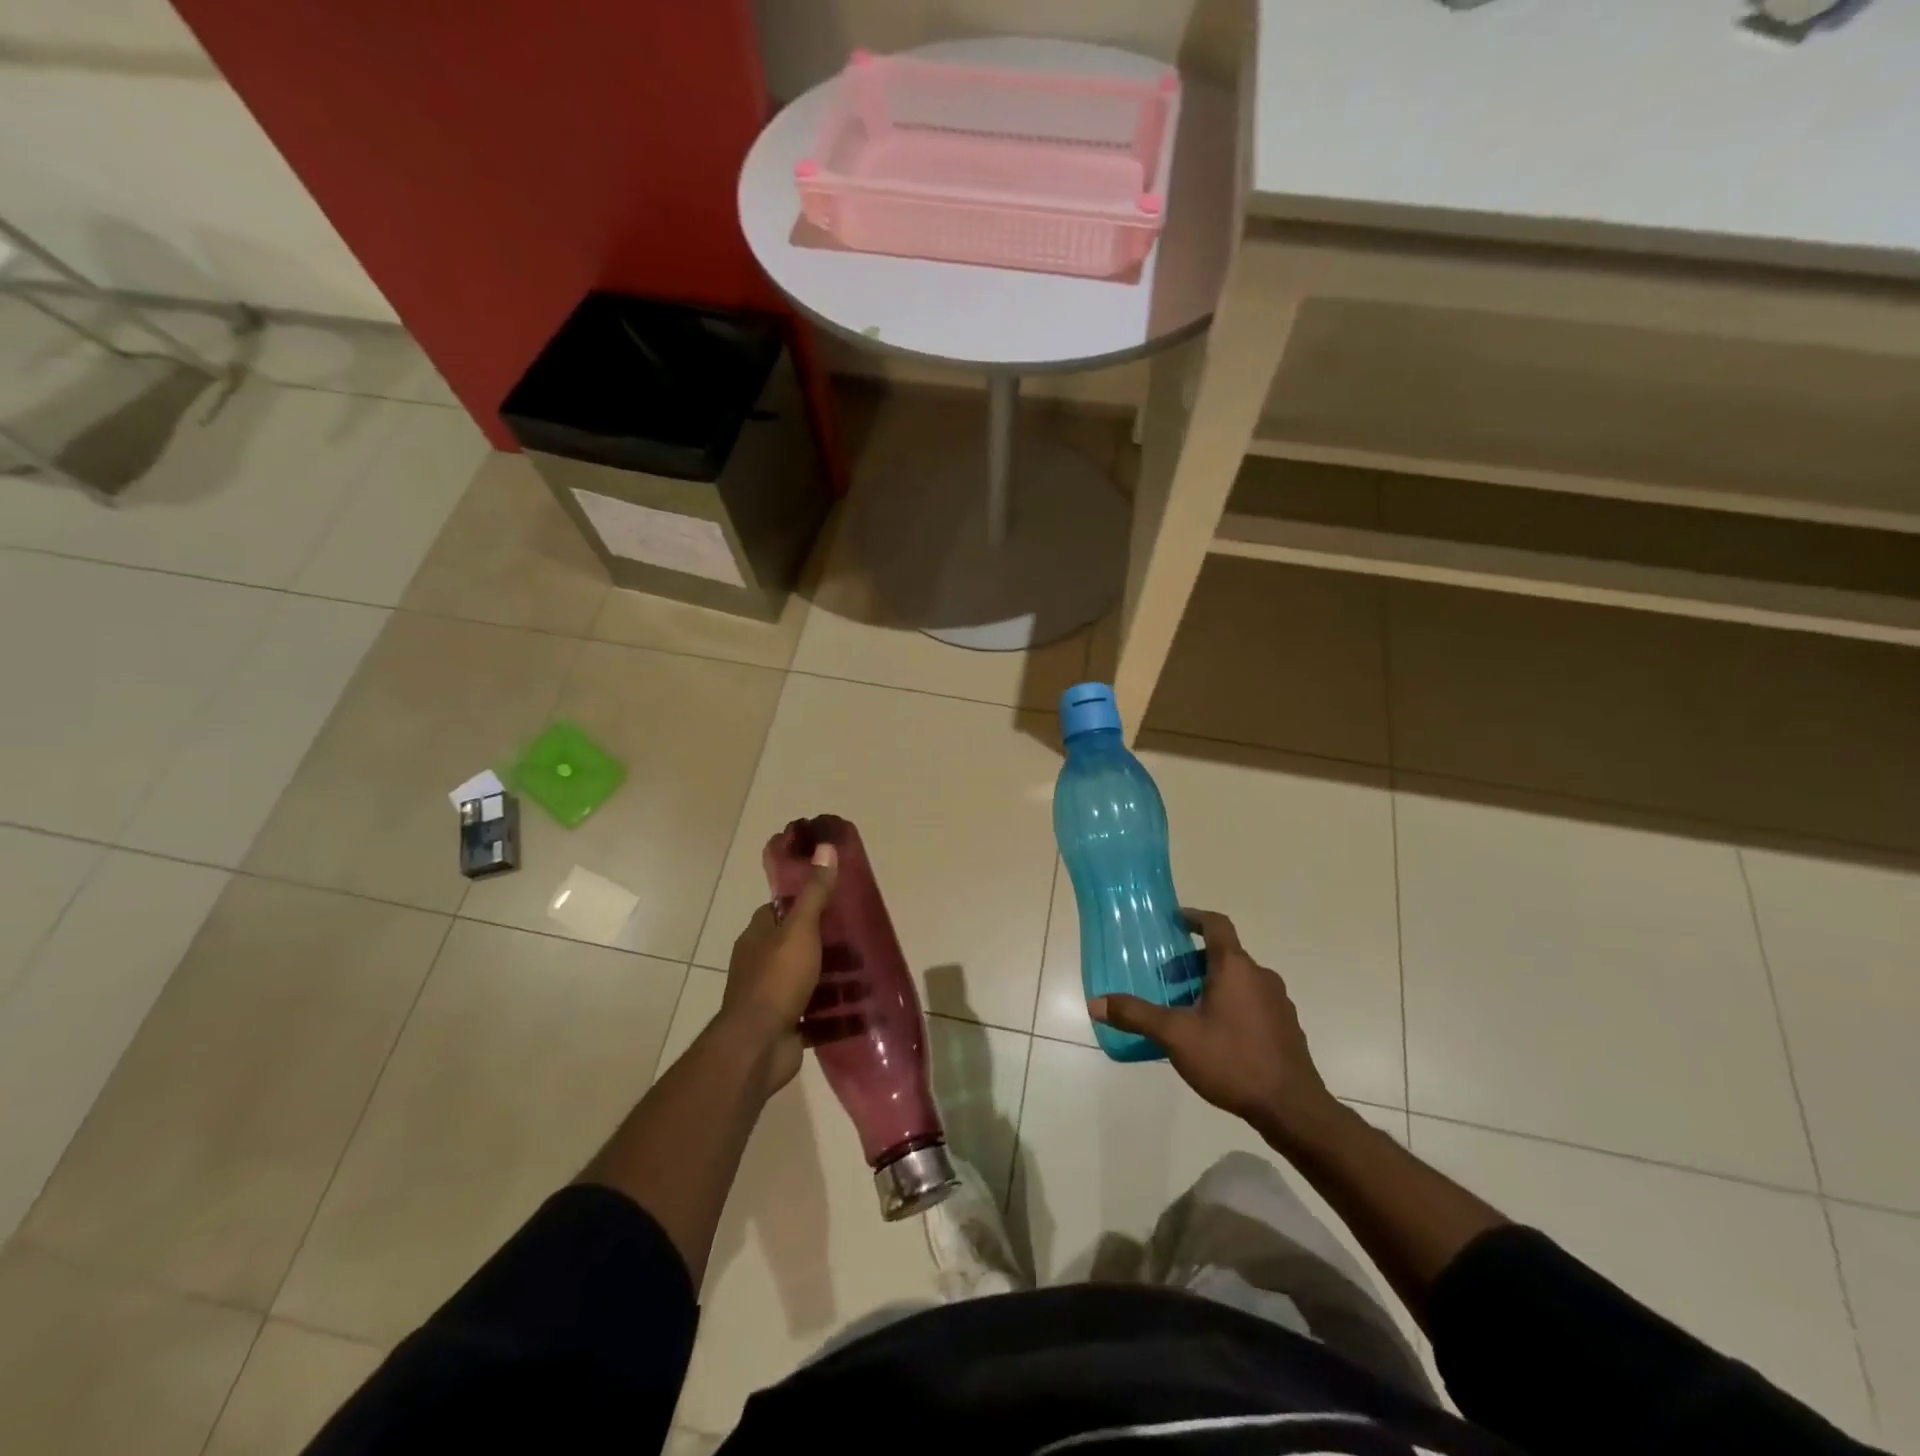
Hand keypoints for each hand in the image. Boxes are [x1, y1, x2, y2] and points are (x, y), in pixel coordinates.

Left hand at [721, 842, 837, 1093]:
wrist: (758, 1046)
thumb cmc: (777, 980)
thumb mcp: (800, 929)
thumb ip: (815, 892)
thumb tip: (825, 846)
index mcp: (758, 936)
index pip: (780, 910)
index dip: (805, 902)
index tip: (835, 900)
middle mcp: (760, 962)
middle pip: (796, 943)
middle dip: (826, 942)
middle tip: (859, 938)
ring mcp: (771, 995)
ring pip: (807, 977)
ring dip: (833, 975)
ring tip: (866, 971)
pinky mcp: (785, 1023)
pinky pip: (813, 1009)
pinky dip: (833, 1008)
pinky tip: (858, 1005)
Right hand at [1089, 909, 1339, 1146]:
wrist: (1292, 1108)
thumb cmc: (1231, 1060)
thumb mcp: (1175, 1036)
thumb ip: (1136, 1015)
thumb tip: (1096, 1003)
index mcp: (1235, 967)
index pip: (1216, 925)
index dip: (1194, 917)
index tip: (1175, 920)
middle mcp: (1260, 976)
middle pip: (1224, 955)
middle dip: (1192, 962)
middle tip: (1167, 981)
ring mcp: (1278, 1002)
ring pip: (1239, 980)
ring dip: (1211, 985)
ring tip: (1187, 1011)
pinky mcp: (1286, 1027)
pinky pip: (1252, 1002)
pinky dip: (1230, 1005)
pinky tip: (1215, 1036)